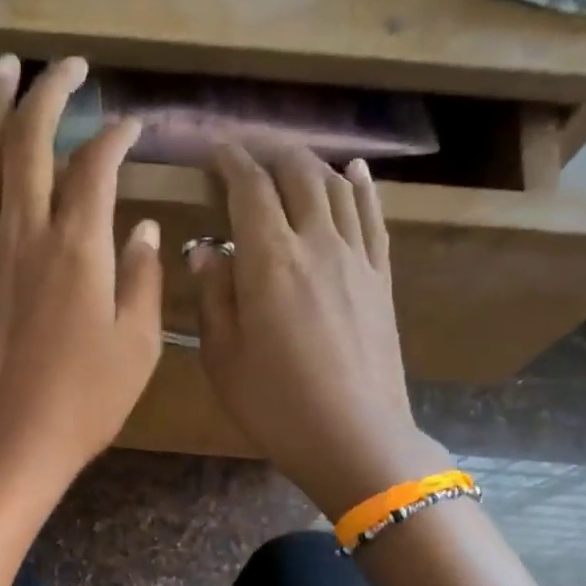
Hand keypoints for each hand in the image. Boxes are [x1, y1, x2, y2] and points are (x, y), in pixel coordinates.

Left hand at [0, 55, 162, 503]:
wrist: (5, 445)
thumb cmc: (82, 405)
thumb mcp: (137, 348)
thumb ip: (143, 280)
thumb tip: (144, 228)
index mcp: (79, 249)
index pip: (97, 167)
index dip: (116, 136)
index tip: (130, 125)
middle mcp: (24, 232)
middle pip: (32, 141)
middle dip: (51, 92)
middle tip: (66, 65)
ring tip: (4, 67)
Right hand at [192, 145, 448, 519]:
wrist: (354, 436)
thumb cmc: (275, 404)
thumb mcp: (222, 357)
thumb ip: (213, 296)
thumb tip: (205, 249)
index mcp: (270, 260)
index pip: (250, 187)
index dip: (229, 160)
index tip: (213, 150)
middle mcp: (317, 242)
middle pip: (297, 173)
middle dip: (269, 151)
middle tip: (246, 151)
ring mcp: (356, 257)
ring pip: (336, 187)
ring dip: (309, 163)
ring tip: (288, 159)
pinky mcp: (380, 277)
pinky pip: (372, 216)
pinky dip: (360, 187)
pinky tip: (353, 173)